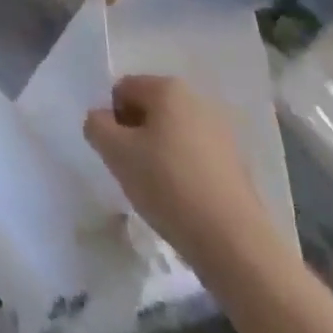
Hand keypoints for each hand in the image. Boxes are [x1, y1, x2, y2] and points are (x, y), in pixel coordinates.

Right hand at [84, 74, 274, 269]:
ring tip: (159, 191)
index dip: (112, 120)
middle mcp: (197, 100)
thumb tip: (101, 120)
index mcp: (168, 88)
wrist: (235, 244)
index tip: (116, 154)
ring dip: (158, 154)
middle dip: (135, 136)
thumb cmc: (169, 186)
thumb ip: (96, 125)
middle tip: (133, 171)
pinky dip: (182, 171)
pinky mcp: (236, 164)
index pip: (122, 90)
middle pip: (149, 110)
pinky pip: (195, 157)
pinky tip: (183, 202)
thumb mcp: (116, 153)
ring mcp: (221, 132)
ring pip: (172, 135)